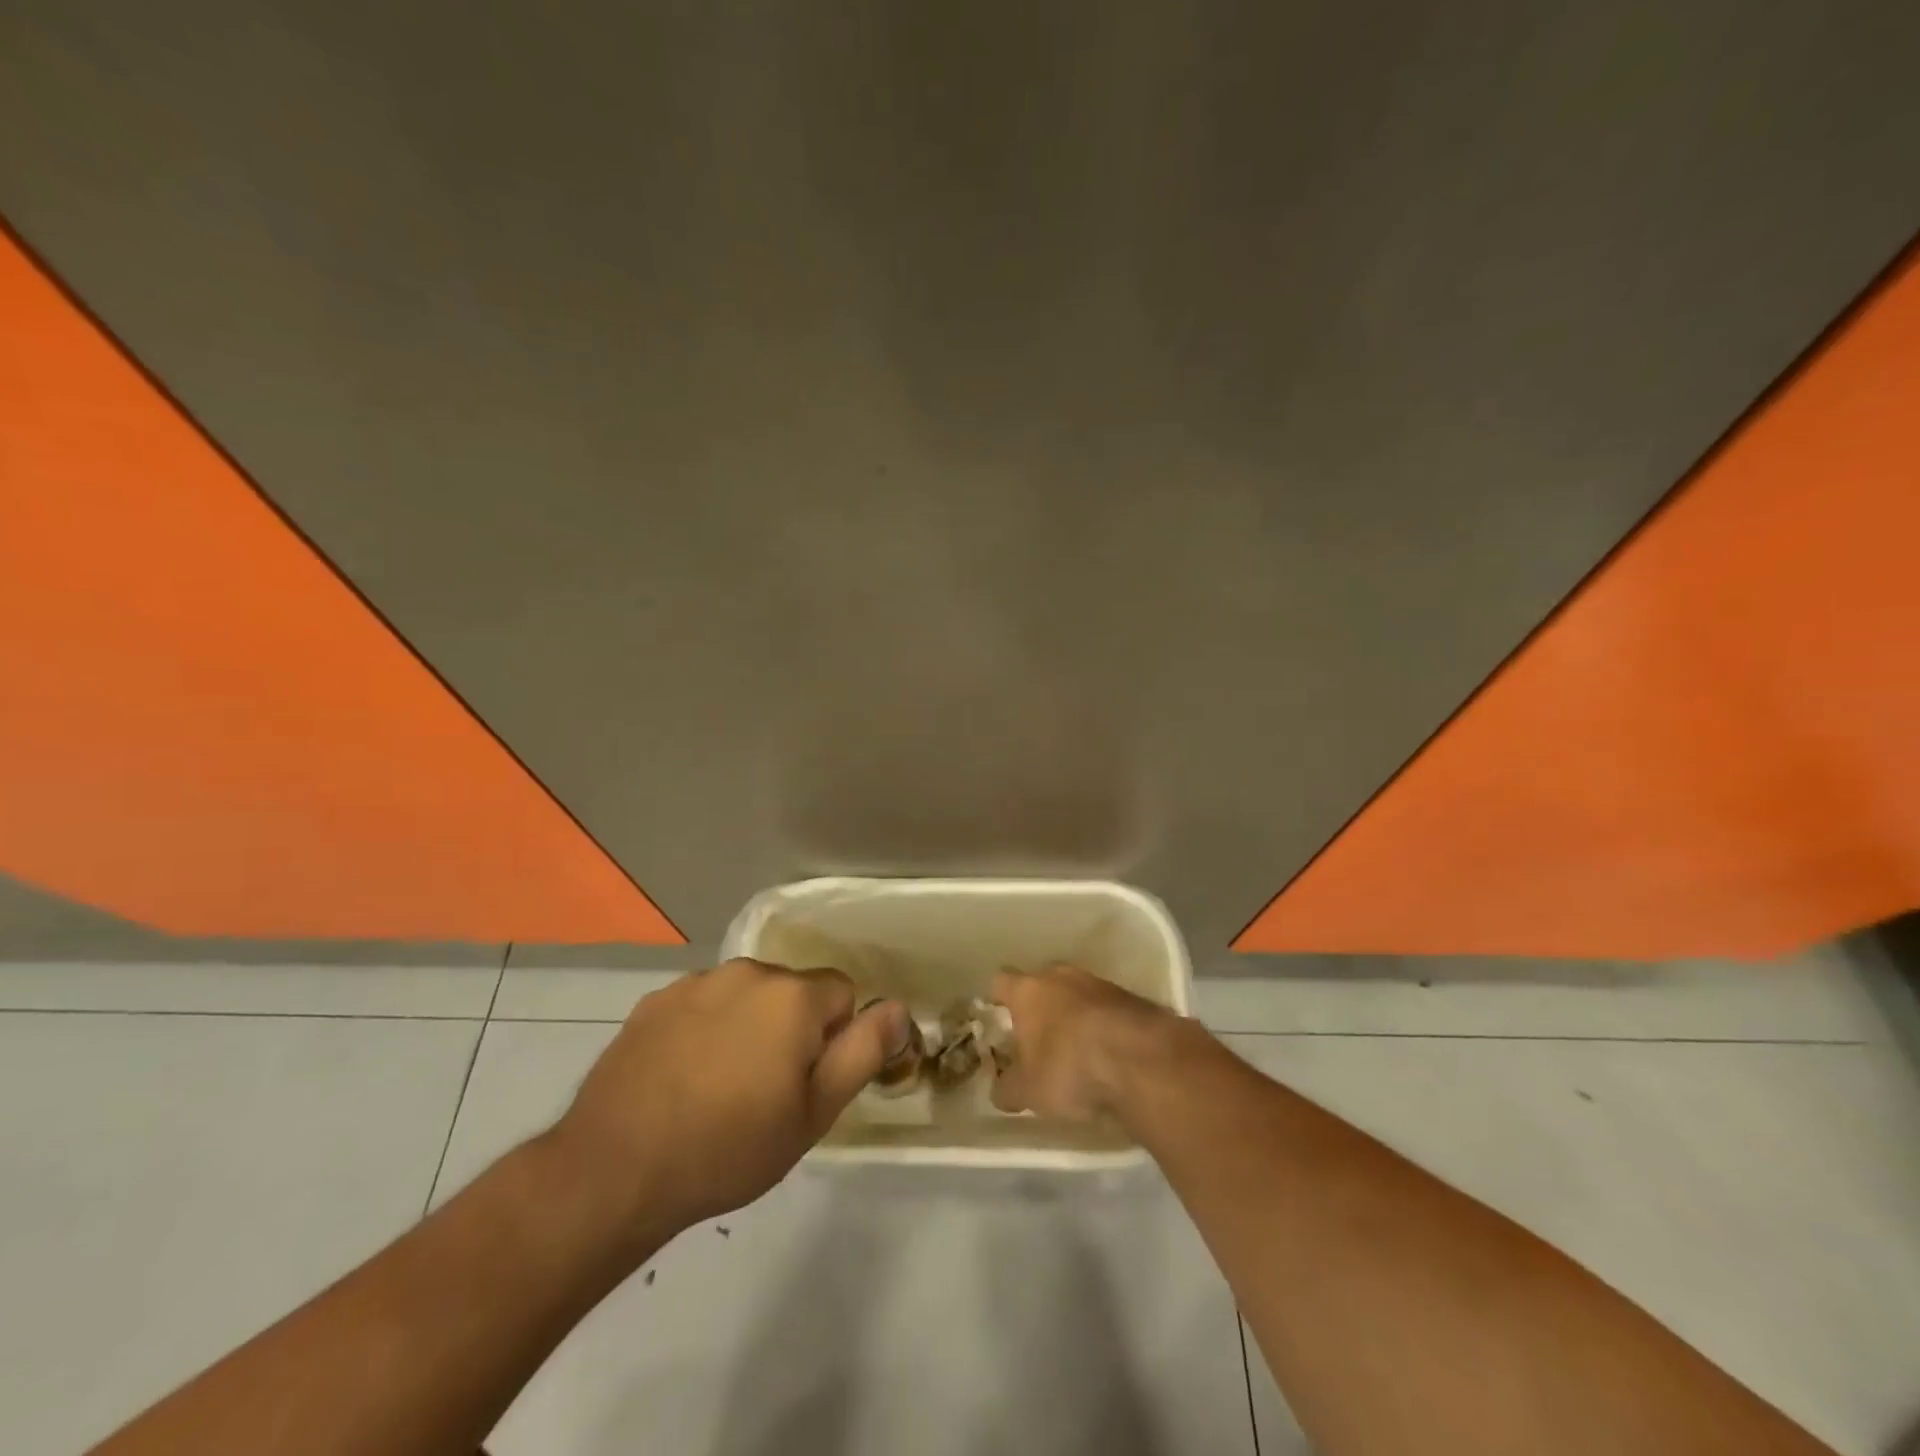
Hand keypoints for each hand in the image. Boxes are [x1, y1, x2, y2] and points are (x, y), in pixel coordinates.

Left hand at [548, 958, 908, 1235]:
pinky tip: (682, 1077)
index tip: (806, 1083)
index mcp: (791, 996)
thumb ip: (862, 1053)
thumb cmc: (728, 1148)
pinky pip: (702, 1004)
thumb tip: (897, 1007)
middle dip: (791, 1028)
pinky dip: (704, 1029)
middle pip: (792, 991)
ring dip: (747, 1026)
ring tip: (720, 1086)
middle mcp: (747, 972)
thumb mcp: (813, 1114)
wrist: (614, 1171)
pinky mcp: (655, 1001)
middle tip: (765, 1091)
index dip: (833, 1039)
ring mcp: (695, 983)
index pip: (841, 993)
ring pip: (746, 996)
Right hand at [989, 964, 1182, 1121]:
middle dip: (1039, 1007)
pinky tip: (1107, 1054)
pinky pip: (1107, 1009)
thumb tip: (1000, 1090)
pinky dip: (1103, 1026)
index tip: (996, 1017)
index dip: (997, 999)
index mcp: (1028, 990)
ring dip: (1074, 1015)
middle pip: (1042, 983)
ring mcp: (1099, 983)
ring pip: (1077, 994)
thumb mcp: (1028, 1091)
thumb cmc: (1069, 1068)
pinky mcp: (1132, 998)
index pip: (1001, 982)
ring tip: (1076, 1050)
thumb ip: (1008, 1088)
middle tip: (1037, 1039)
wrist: (1142, 1060)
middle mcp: (1061, 976)